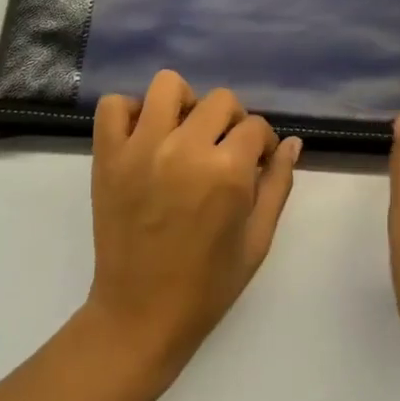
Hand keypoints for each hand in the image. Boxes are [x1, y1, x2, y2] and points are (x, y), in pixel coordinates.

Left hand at [84, 70, 300, 381]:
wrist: (140, 315)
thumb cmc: (207, 285)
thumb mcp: (257, 240)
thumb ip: (277, 184)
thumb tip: (291, 142)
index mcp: (227, 172)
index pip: (255, 126)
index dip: (261, 143)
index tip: (255, 162)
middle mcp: (185, 149)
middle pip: (220, 100)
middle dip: (231, 121)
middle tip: (222, 149)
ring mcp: (141, 149)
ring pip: (167, 86)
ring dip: (183, 103)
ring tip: (183, 133)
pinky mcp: (108, 157)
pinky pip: (114, 106)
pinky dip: (130, 112)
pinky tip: (144, 136)